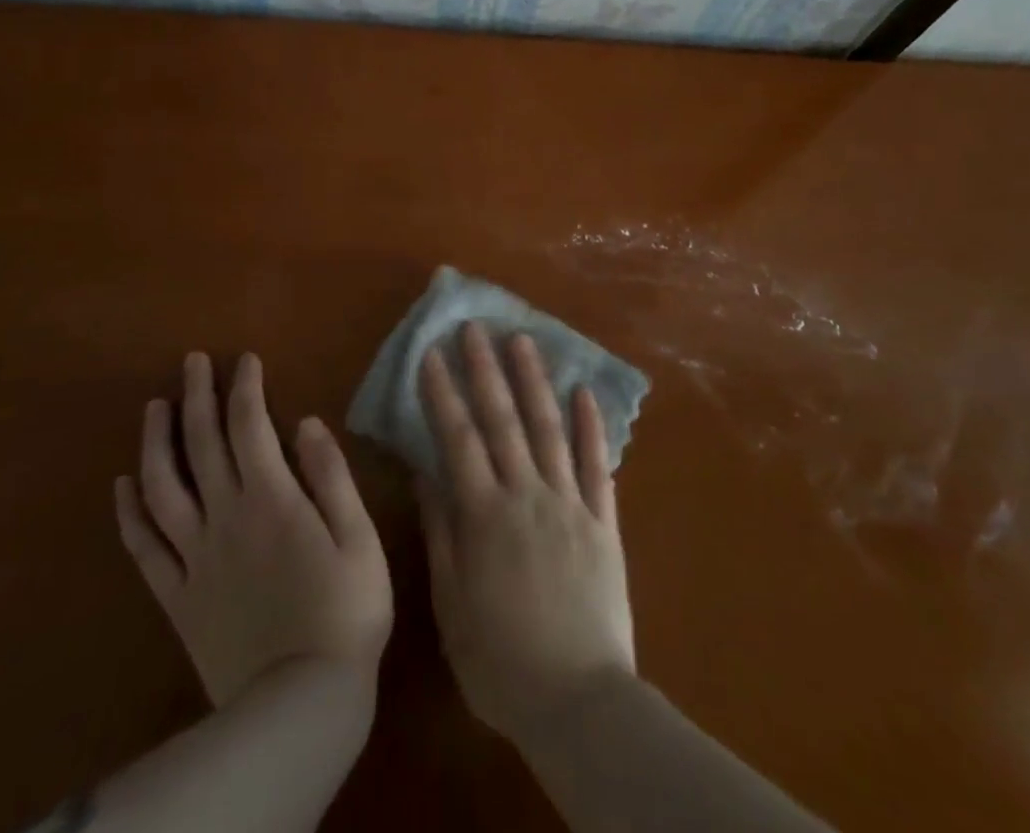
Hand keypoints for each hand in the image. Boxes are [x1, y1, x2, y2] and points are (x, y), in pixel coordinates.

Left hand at [115, 352, 392, 708]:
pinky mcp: (177, 597)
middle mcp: (225, 516)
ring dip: (156, 441)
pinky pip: (145, 548)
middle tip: (191, 361)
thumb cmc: (345, 613)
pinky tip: (123, 485)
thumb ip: (331, 476)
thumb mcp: (359, 538)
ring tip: (154, 406)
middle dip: (196, 395)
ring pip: (163, 487)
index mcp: (272, 498)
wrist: (298, 706)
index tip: (244, 359)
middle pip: (202, 444)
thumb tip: (305, 422)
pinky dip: (130, 513)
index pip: (250, 425)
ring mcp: (195, 557)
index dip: (245, 386)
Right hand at [417, 323, 636, 744]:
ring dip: (535, 381)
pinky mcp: (604, 521)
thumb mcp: (453, 604)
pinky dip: (592, 426)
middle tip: (475, 326)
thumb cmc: (502, 661)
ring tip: (523, 340)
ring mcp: (570, 503)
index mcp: (485, 515)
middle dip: (486, 369)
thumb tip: (425, 472)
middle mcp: (527, 495)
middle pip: (503, 420)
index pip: (458, 438)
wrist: (579, 702)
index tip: (431, 353)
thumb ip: (442, 532)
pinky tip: (584, 391)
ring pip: (549, 429)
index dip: (443, 393)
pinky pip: (598, 465)